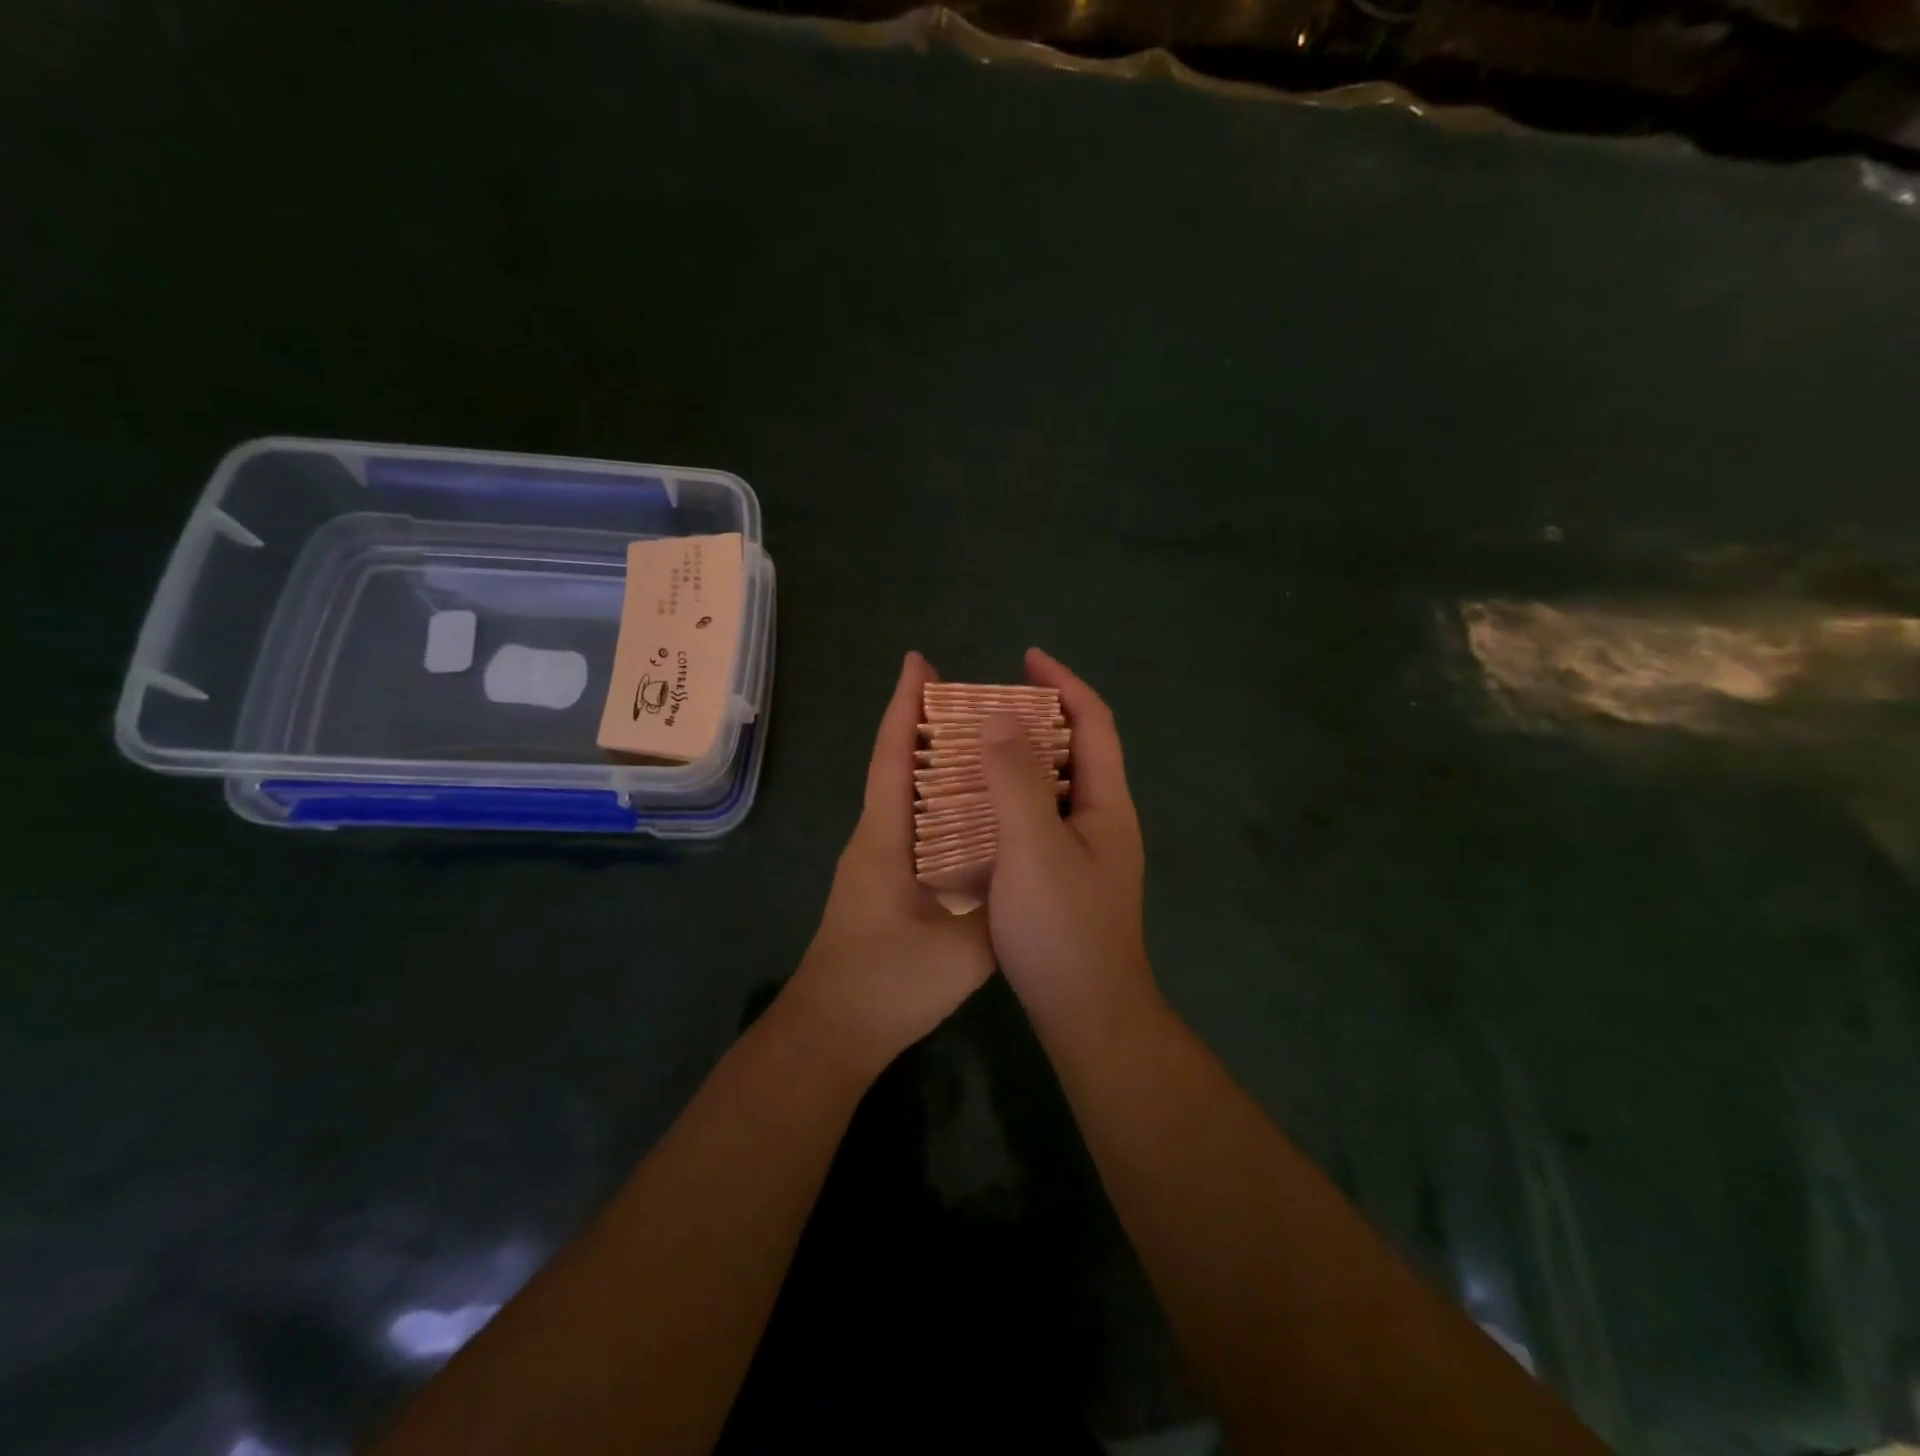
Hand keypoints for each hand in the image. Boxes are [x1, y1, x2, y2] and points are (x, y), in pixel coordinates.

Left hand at [785, 651, 995, 1075]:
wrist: (834, 1032)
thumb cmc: (888, 983)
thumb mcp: (959, 948)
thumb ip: (997, 902)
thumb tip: (1027, 859)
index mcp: (885, 837)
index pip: (892, 756)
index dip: (903, 706)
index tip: (917, 661)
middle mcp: (877, 837)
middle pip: (898, 765)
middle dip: (925, 723)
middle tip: (974, 696)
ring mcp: (878, 861)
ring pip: (907, 795)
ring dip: (935, 762)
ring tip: (983, 742)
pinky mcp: (886, 884)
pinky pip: (916, 825)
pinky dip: (941, 802)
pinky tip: (975, 810)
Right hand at [979, 648, 1158, 1038]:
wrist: (1088, 1014)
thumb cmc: (1062, 928)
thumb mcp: (1034, 847)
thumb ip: (1015, 780)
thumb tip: (998, 718)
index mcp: (1106, 803)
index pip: (1093, 723)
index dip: (1063, 683)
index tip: (1026, 657)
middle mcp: (1103, 819)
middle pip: (1076, 749)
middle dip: (1037, 716)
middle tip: (987, 705)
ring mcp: (1086, 850)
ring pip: (1054, 785)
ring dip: (1021, 758)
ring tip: (974, 747)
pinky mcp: (1066, 876)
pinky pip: (1040, 817)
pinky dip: (1012, 797)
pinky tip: (977, 808)